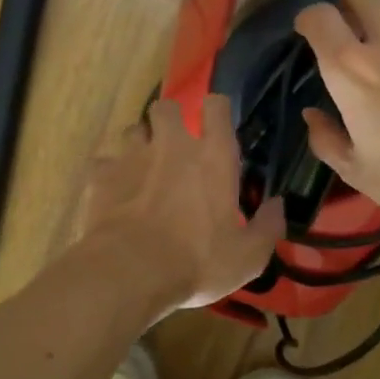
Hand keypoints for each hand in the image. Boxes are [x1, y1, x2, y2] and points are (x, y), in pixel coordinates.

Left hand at [77, 96, 285, 315]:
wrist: (129, 272)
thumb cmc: (197, 262)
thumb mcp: (248, 256)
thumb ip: (268, 227)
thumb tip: (278, 205)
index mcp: (213, 157)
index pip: (216, 107)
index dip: (216, 110)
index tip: (215, 124)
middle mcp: (172, 145)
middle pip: (166, 106)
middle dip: (169, 118)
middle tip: (173, 145)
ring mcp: (131, 157)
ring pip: (133, 130)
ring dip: (139, 145)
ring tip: (142, 170)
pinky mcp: (100, 176)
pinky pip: (103, 163)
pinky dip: (109, 175)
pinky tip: (113, 195)